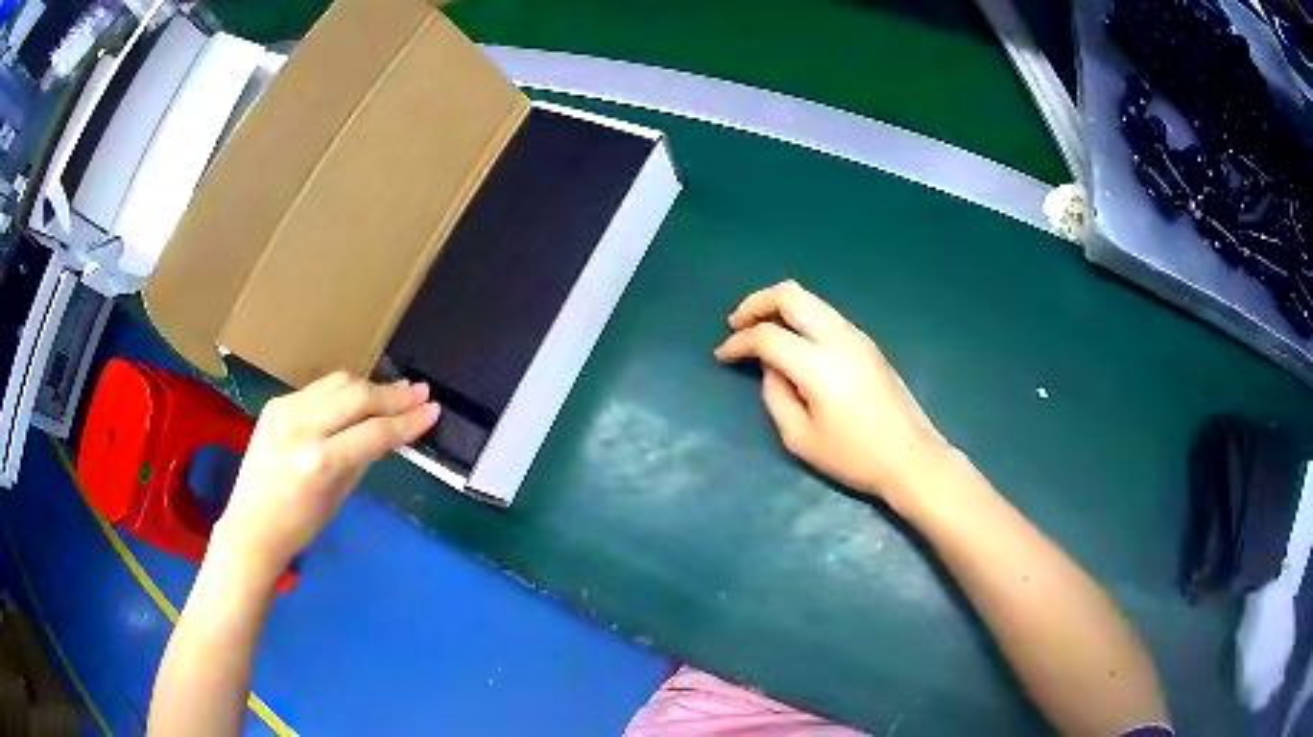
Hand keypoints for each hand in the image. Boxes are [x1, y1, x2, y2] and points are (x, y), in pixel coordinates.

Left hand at [212, 372, 439, 579]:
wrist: (251, 526)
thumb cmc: (299, 526)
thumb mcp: (339, 496)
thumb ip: (364, 457)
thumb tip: (391, 432)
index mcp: (319, 462)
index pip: (374, 431)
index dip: (408, 421)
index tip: (433, 410)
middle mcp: (302, 427)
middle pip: (358, 396)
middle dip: (394, 395)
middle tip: (420, 393)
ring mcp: (285, 410)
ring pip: (338, 383)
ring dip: (370, 387)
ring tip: (395, 392)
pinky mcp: (276, 403)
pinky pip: (318, 389)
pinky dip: (343, 392)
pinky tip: (357, 400)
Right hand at [714, 281, 949, 506]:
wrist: (910, 456)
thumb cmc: (854, 457)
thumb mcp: (800, 439)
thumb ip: (776, 396)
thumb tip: (770, 368)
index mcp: (819, 365)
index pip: (767, 336)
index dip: (738, 342)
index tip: (722, 355)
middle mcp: (839, 338)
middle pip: (791, 295)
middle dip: (756, 303)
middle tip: (736, 323)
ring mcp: (857, 336)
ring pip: (811, 299)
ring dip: (779, 306)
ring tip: (760, 329)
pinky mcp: (868, 343)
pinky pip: (826, 314)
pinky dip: (801, 316)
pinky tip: (794, 340)